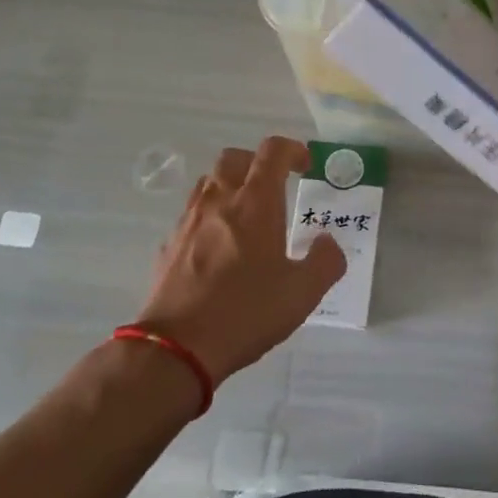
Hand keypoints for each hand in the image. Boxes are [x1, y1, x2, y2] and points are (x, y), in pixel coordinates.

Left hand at [134, 137, 346, 382]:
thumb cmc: (247, 312)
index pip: (272, 151)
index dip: (292, 150)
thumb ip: (325, 261)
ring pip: (209, 183)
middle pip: (234, 158)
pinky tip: (220, 249)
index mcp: (256, 203)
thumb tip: (327, 242)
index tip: (304, 166)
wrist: (177, 347)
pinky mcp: (169, 245)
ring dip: (231, 187)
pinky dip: (210, 217)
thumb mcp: (303, 293)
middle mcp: (219, 201)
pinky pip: (192, 214)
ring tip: (247, 216)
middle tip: (275, 187)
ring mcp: (189, 221)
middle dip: (257, 163)